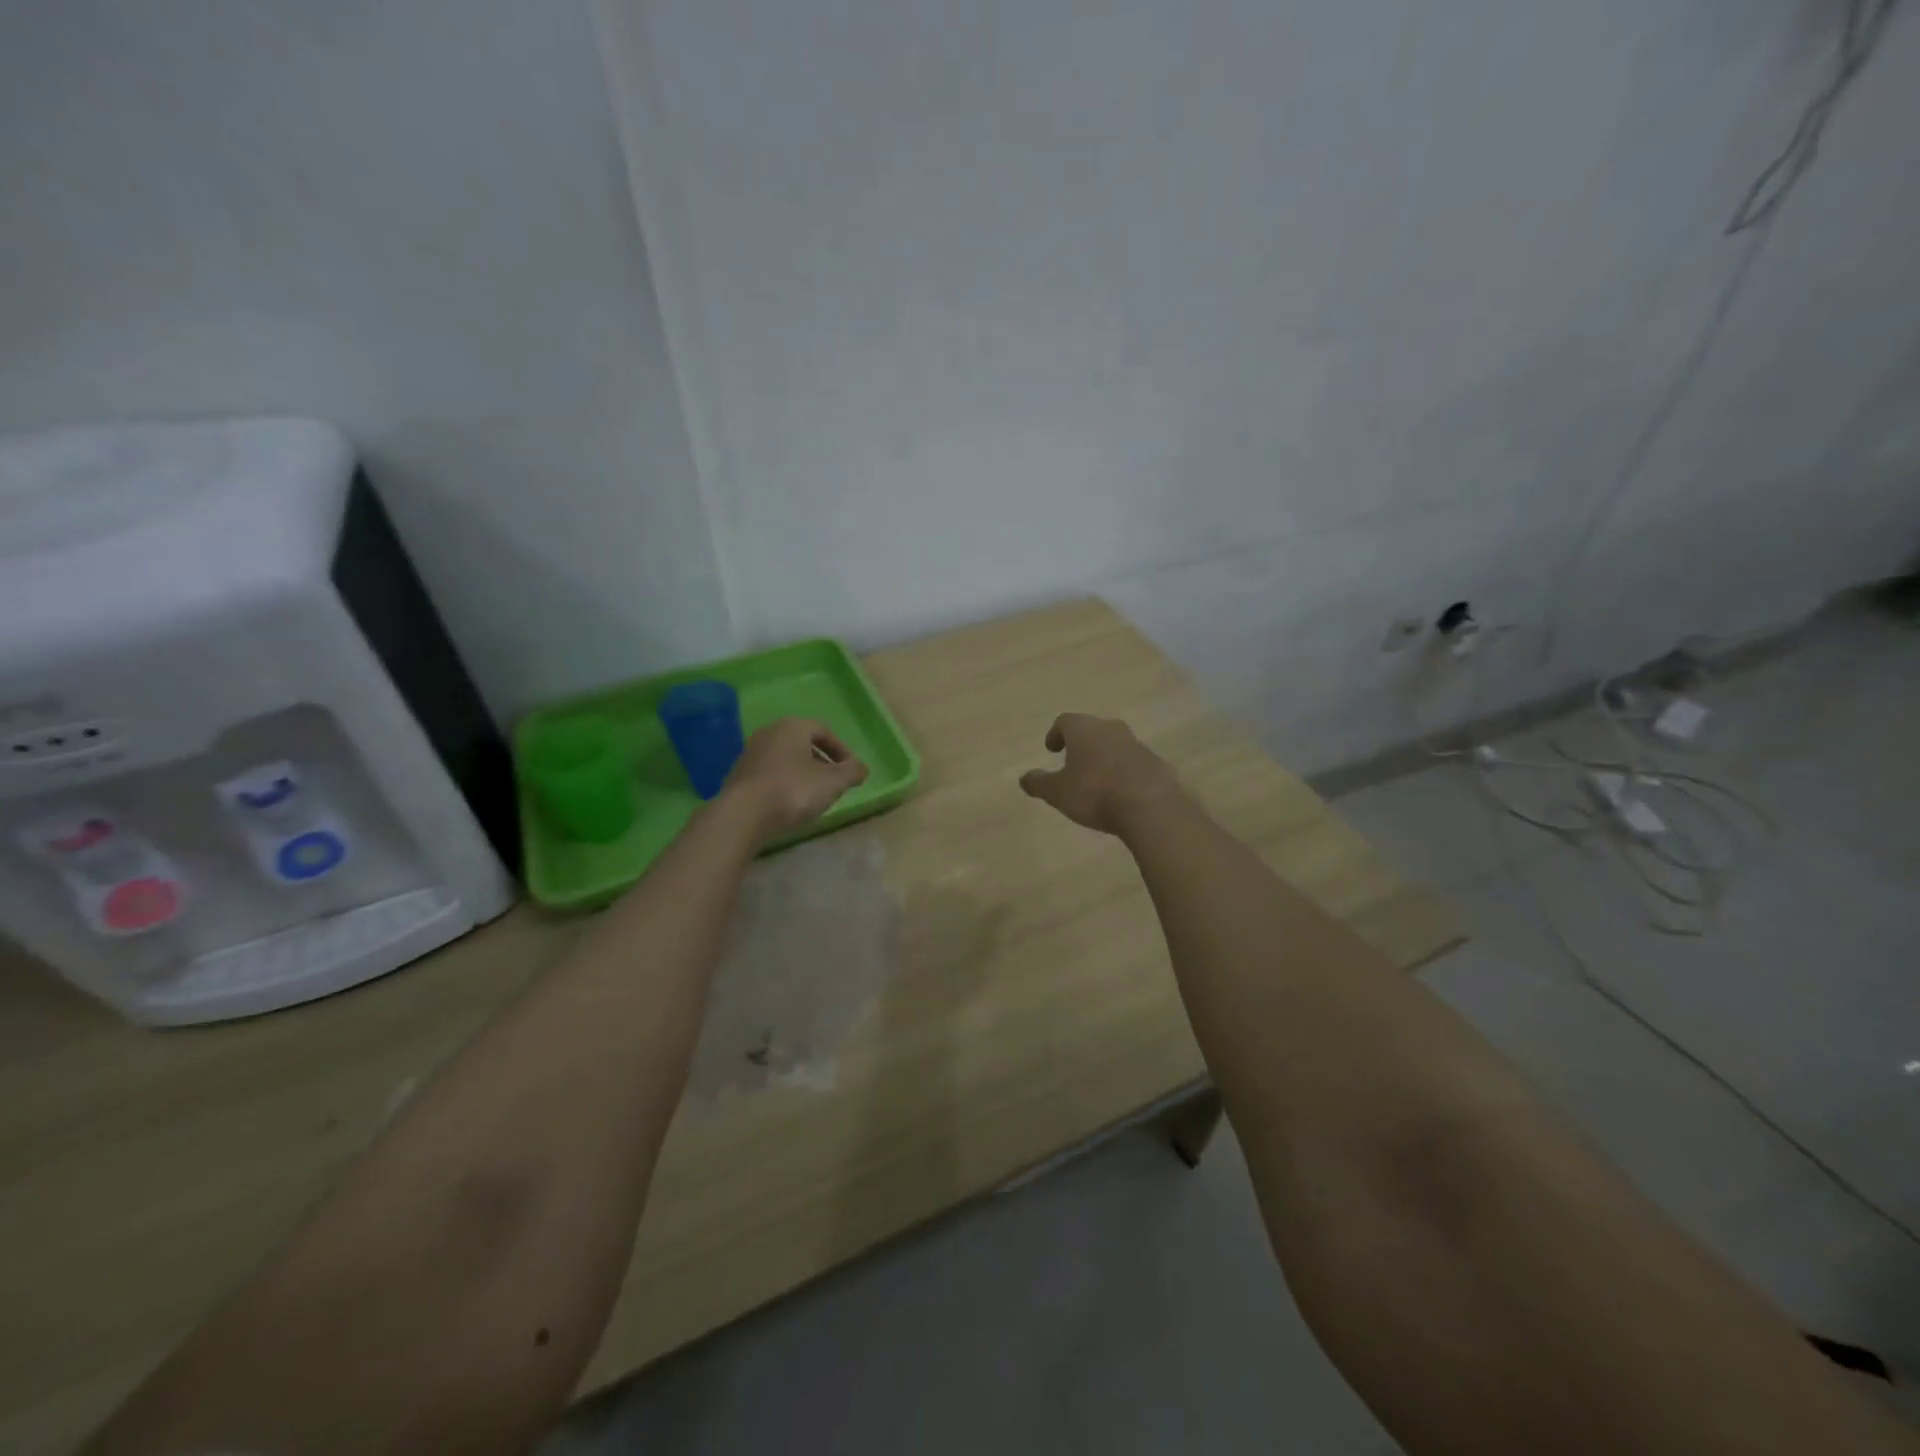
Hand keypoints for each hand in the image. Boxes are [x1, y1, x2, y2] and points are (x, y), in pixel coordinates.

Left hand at [721, 718, 868, 840]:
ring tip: (813, 795)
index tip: (851, 770)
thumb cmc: (794, 790)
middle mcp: (769, 733)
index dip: (842, 750)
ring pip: (785, 759)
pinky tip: (789, 804)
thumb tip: (861, 768)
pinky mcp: (738, 776)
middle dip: (821, 761)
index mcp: (792, 726)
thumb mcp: (833, 782)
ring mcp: (750, 754)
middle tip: (834, 782)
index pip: (823, 730)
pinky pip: (769, 774)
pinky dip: (783, 784)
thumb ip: (852, 772)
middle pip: (802, 743)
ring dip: (802, 773)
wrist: (743, 814)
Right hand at [1019, 713, 1182, 835]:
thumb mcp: (1057, 793)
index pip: (1065, 721)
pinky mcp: (1156, 763)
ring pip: (1115, 744)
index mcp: (1084, 730)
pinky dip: (1124, 771)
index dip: (1055, 734)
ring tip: (1097, 779)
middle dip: (1081, 743)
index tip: (1051, 749)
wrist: (1150, 807)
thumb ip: (1039, 783)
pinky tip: (1121, 792)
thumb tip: (1024, 778)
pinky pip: (1134, 762)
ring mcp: (1137, 744)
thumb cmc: (1095, 794)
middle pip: (1092, 729)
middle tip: (1073, 761)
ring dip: (1104, 757)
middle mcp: (1111, 729)